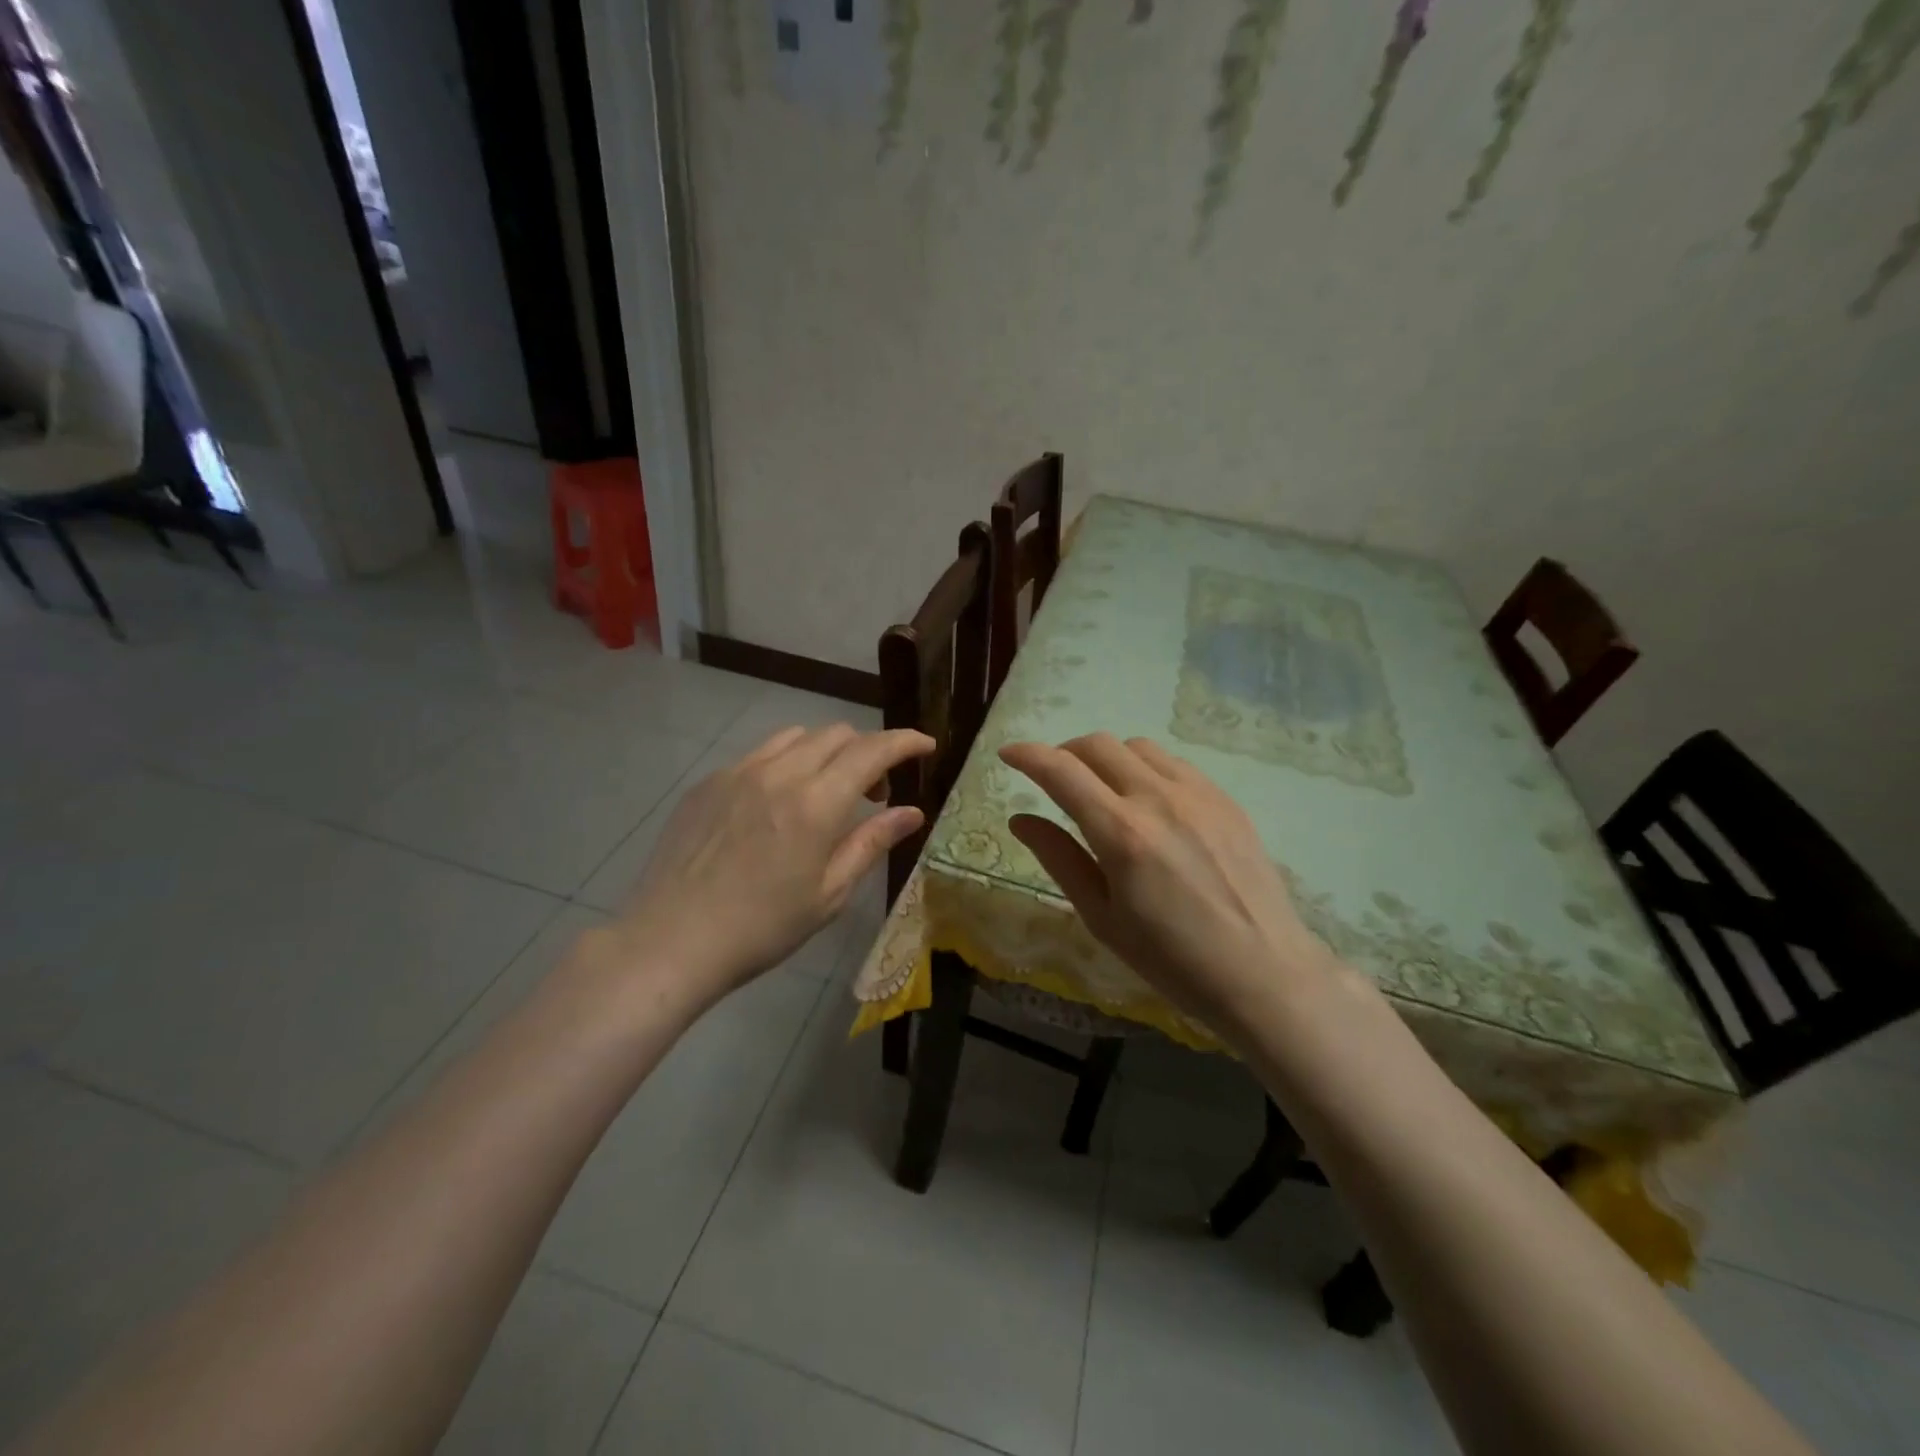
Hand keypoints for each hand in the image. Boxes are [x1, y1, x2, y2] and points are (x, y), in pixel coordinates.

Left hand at [605, 724, 934, 1007]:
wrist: (671, 941)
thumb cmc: (761, 928)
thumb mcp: (829, 893)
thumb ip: (872, 843)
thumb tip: (913, 812)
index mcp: (815, 803)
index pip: (872, 750)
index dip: (905, 741)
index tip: (925, 746)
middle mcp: (779, 773)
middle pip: (836, 735)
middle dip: (867, 752)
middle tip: (873, 794)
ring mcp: (738, 772)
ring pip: (796, 737)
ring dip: (826, 753)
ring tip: (825, 793)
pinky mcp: (708, 782)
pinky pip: (759, 754)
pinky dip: (786, 763)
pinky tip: (777, 804)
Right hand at [999, 734, 1347, 1040]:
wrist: (1264, 973)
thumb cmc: (1172, 959)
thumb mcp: (1102, 917)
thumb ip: (1059, 858)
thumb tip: (1021, 819)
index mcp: (1121, 833)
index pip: (1061, 771)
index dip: (1027, 756)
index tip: (1008, 754)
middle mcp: (1157, 798)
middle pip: (1098, 745)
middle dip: (1064, 752)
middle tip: (1054, 778)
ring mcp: (1197, 794)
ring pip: (1137, 746)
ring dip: (1107, 757)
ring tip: (1102, 789)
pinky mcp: (1225, 800)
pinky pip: (1174, 763)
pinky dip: (1146, 768)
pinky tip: (1148, 801)